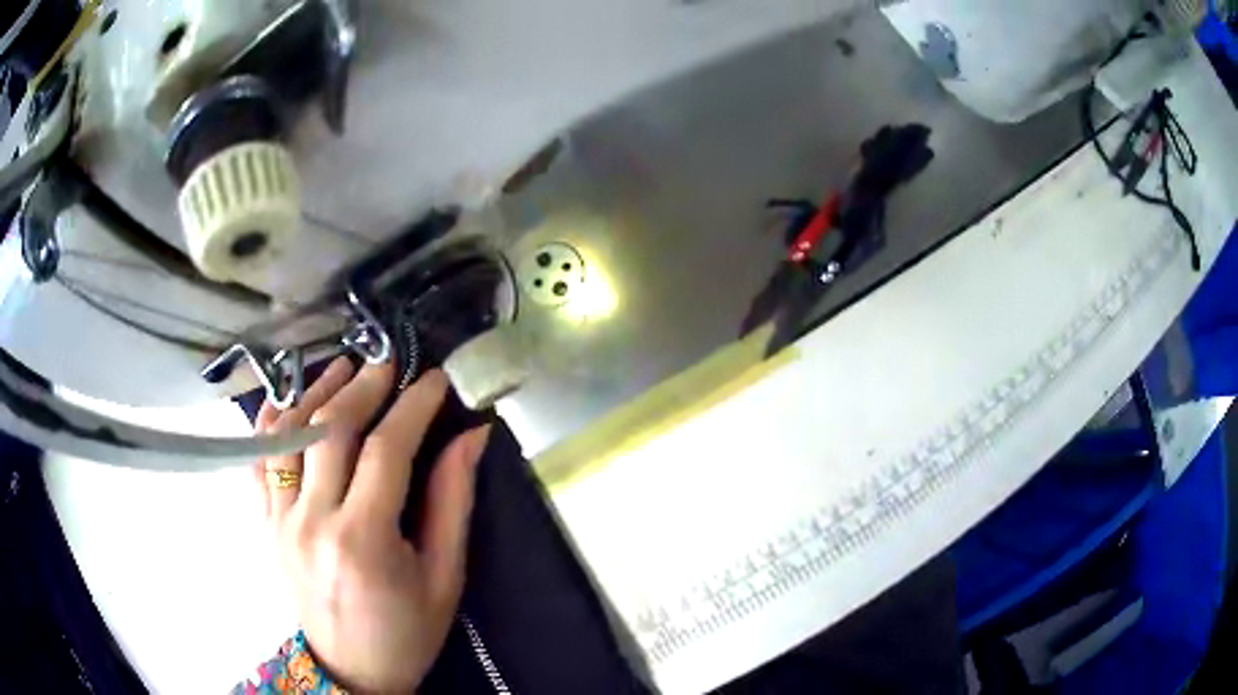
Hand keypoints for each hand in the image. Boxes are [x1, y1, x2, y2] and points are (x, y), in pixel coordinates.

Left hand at [253, 358, 490, 693]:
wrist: (352, 670)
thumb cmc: (407, 631)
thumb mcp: (444, 576)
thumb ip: (452, 501)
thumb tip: (471, 435)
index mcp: (363, 541)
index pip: (386, 450)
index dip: (413, 406)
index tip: (437, 380)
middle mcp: (311, 522)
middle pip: (331, 431)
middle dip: (363, 385)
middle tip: (389, 361)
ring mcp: (280, 520)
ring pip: (289, 434)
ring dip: (316, 391)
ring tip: (343, 366)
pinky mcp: (266, 523)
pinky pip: (259, 459)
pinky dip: (272, 421)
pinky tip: (291, 398)